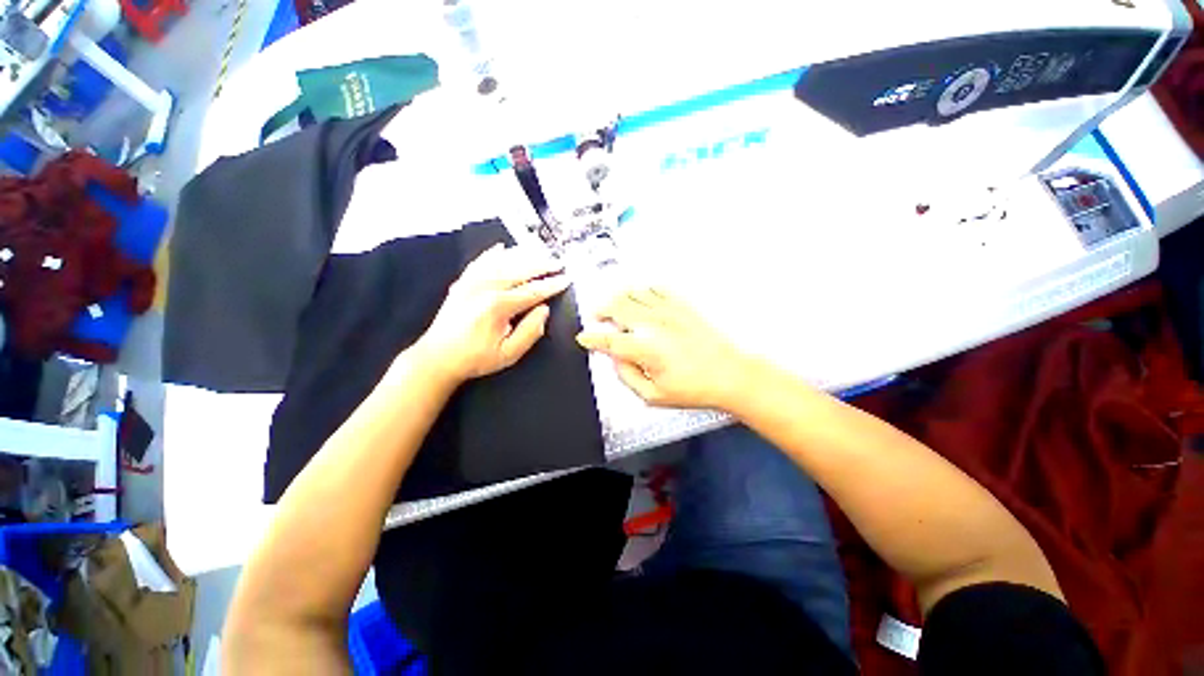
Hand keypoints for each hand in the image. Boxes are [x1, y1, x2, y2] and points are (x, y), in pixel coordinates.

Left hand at [413, 244, 569, 383]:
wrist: (437, 357)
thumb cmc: (476, 358)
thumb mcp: (509, 353)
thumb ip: (530, 331)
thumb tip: (544, 310)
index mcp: (498, 306)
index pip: (533, 291)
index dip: (552, 285)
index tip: (566, 279)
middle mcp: (485, 287)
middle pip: (520, 270)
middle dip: (542, 265)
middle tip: (558, 263)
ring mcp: (471, 282)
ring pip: (502, 262)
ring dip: (523, 255)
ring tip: (540, 252)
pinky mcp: (462, 282)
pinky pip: (480, 262)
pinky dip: (493, 253)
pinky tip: (503, 247)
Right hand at [576, 288, 753, 409]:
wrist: (730, 374)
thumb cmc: (695, 388)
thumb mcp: (654, 396)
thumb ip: (628, 377)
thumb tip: (616, 361)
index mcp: (646, 349)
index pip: (608, 340)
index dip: (592, 338)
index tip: (584, 338)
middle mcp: (654, 325)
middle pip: (617, 307)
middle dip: (600, 310)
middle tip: (596, 317)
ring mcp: (669, 311)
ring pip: (634, 294)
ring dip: (618, 298)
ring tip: (614, 306)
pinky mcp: (682, 306)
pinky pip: (656, 288)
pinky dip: (643, 290)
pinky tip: (640, 297)